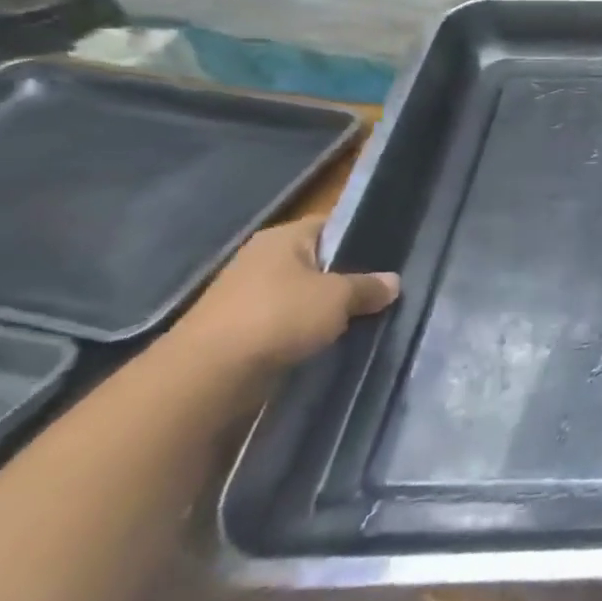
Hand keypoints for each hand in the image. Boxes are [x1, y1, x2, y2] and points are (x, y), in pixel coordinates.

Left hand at [173, 216, 398, 372]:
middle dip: (349, 277)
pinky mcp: (242, 330)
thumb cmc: (278, 316)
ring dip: (328, 308)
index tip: (391, 256)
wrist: (208, 375)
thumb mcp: (338, 297)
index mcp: (283, 238)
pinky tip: (333, 340)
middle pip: (320, 262)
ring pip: (305, 295)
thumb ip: (368, 286)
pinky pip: (288, 322)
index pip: (332, 225)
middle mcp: (263, 260)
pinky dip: (308, 330)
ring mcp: (248, 296)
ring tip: (365, 317)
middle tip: (384, 290)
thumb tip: (392, 282)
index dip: (362, 237)